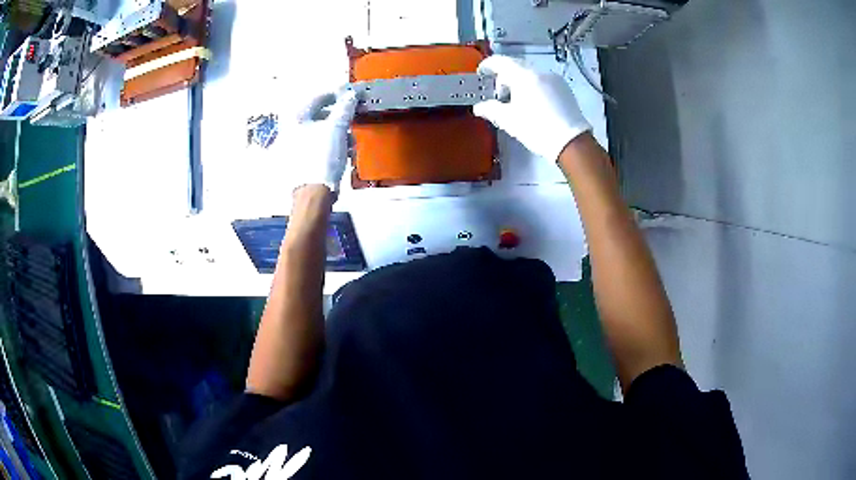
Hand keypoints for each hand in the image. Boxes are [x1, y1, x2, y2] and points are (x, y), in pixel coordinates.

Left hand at [285, 89, 357, 191]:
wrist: (315, 192)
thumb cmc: (322, 156)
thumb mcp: (337, 128)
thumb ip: (345, 108)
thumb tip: (351, 94)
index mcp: (296, 118)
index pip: (318, 98)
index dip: (336, 94)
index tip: (350, 94)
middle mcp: (291, 130)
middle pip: (319, 115)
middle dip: (338, 117)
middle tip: (352, 117)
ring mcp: (294, 146)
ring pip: (320, 131)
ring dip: (337, 132)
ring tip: (350, 139)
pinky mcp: (301, 160)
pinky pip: (319, 145)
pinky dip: (332, 144)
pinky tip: (343, 151)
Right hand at [474, 55, 591, 162]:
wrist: (571, 143)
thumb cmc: (537, 129)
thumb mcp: (509, 120)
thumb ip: (491, 110)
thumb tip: (479, 107)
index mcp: (524, 76)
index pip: (501, 62)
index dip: (488, 65)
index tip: (481, 73)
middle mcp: (540, 72)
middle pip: (516, 66)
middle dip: (504, 77)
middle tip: (498, 94)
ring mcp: (555, 79)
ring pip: (531, 74)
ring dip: (519, 82)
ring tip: (517, 102)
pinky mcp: (564, 88)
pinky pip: (543, 81)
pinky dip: (533, 86)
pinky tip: (533, 104)